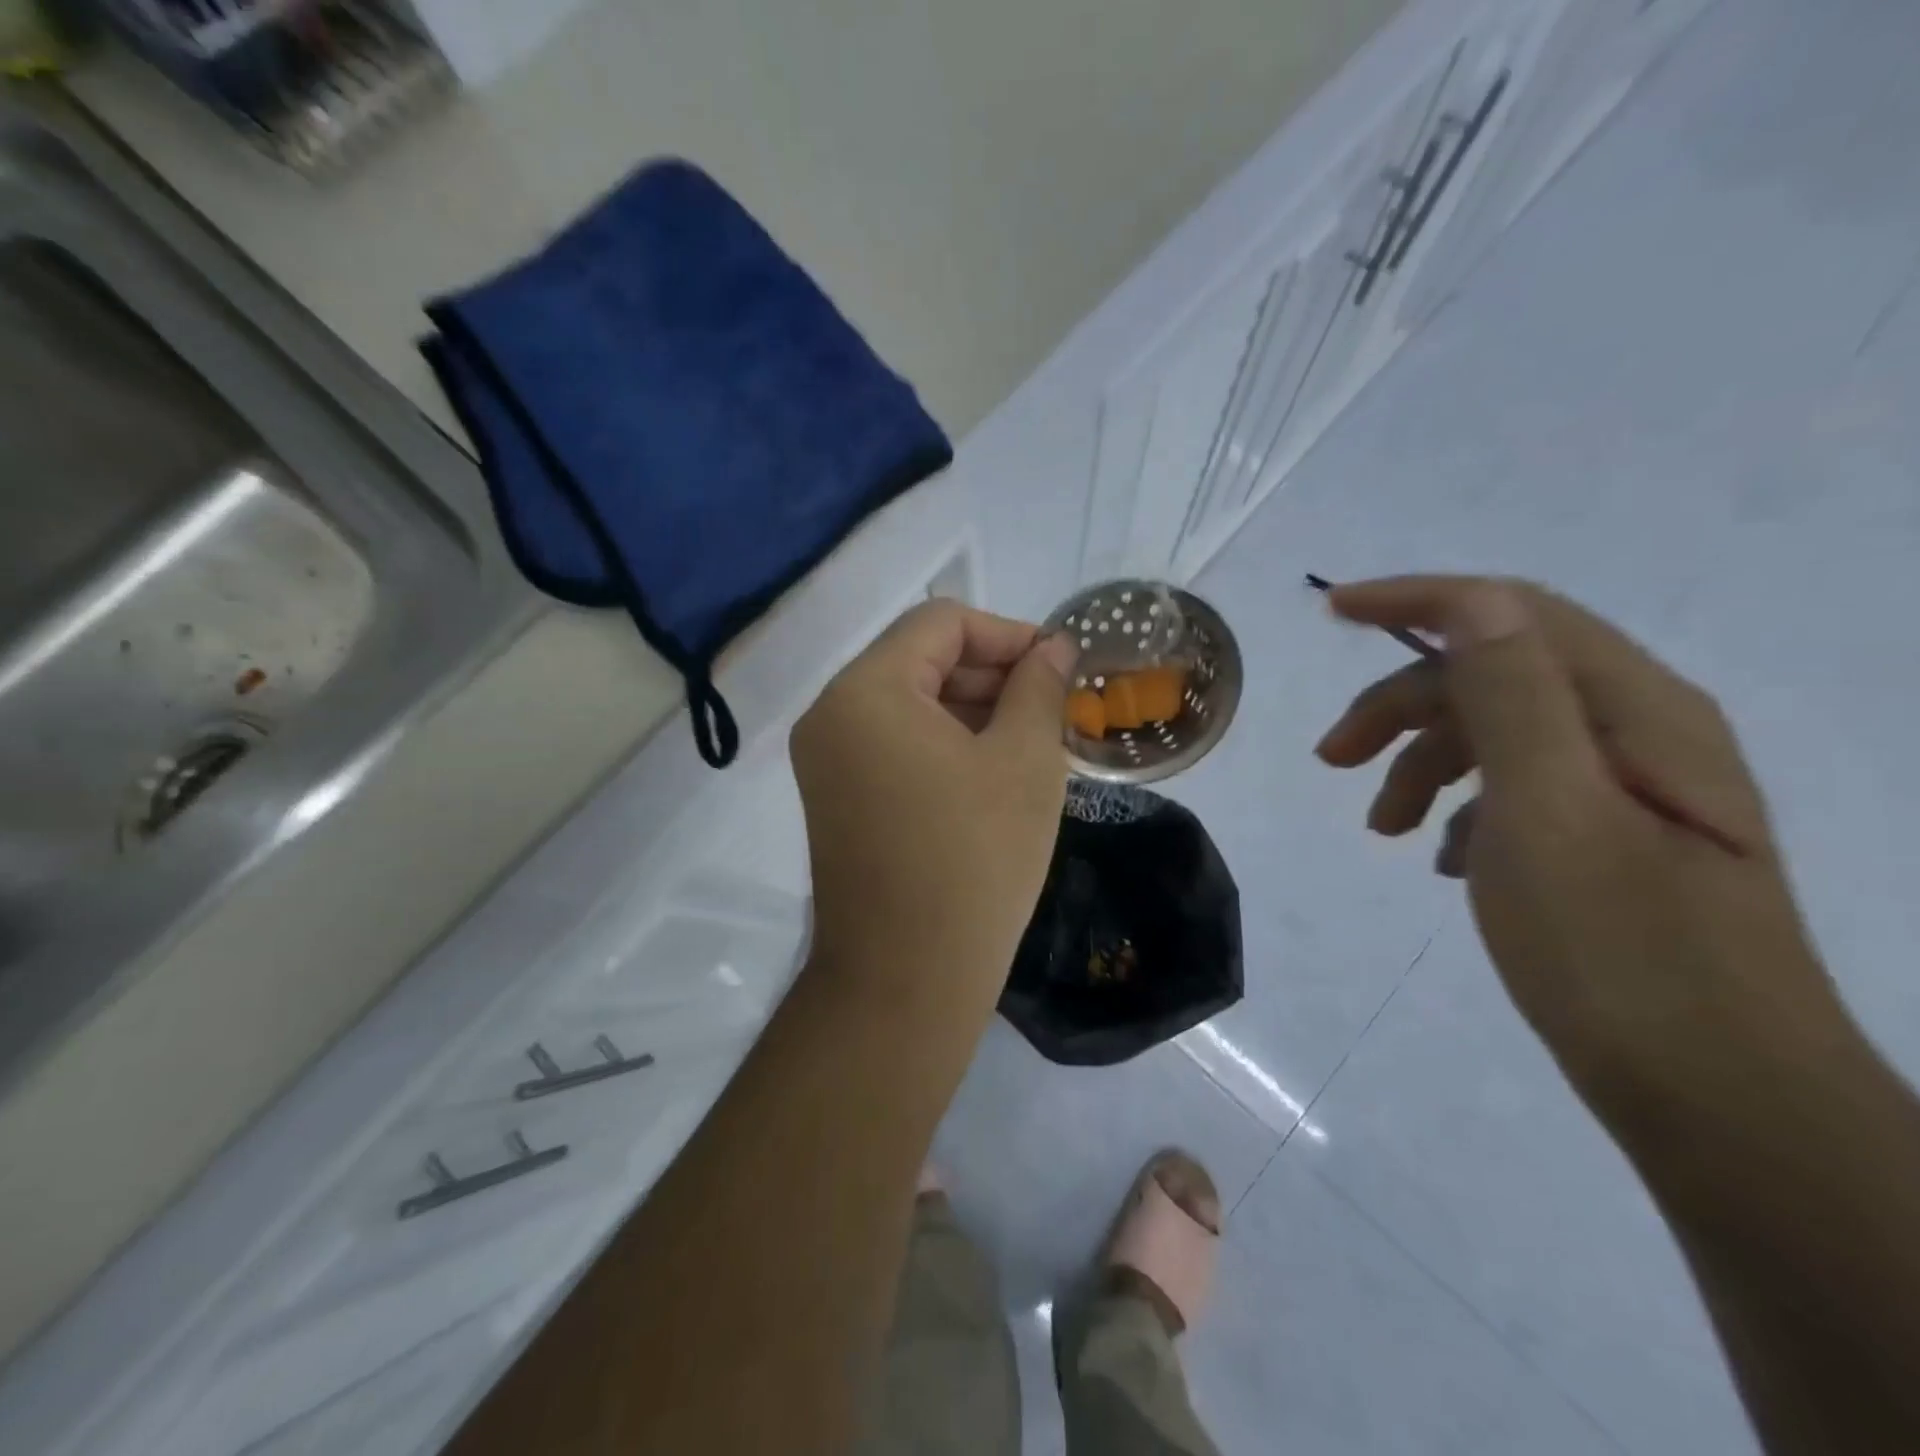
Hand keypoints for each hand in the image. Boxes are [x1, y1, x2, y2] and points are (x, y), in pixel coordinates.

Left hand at [790, 600, 1074, 1015]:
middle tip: (1052, 709)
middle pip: (920, 660)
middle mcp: (831, 714)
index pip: (941, 623)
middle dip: (991, 674)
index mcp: (866, 691)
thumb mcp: (1025, 761)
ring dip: (971, 710)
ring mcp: (825, 761)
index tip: (1059, 668)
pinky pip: (893, 745)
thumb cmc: (975, 860)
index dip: (1008, 634)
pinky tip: (991, 773)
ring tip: (1031, 743)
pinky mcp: (834, 799)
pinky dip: (942, 744)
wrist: (907, 980)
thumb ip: (1039, 687)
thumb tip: (1053, 647)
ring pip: (908, 704)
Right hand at [1314, 576, 1853, 1127]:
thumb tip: (1471, 601)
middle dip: (1400, 705)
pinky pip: (1515, 789)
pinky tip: (1440, 860)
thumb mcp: (1551, 815)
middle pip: (1494, 674)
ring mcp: (1630, 788)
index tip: (1329, 611)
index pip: (1512, 612)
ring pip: (1498, 734)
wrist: (1723, 1103)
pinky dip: (1459, 807)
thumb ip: (1513, 698)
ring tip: (1381, 830)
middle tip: (1332, 761)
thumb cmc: (1622, 955)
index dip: (1415, 600)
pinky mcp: (1614, 839)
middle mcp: (1641, 733)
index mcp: (1637, 712)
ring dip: (1422, 762)